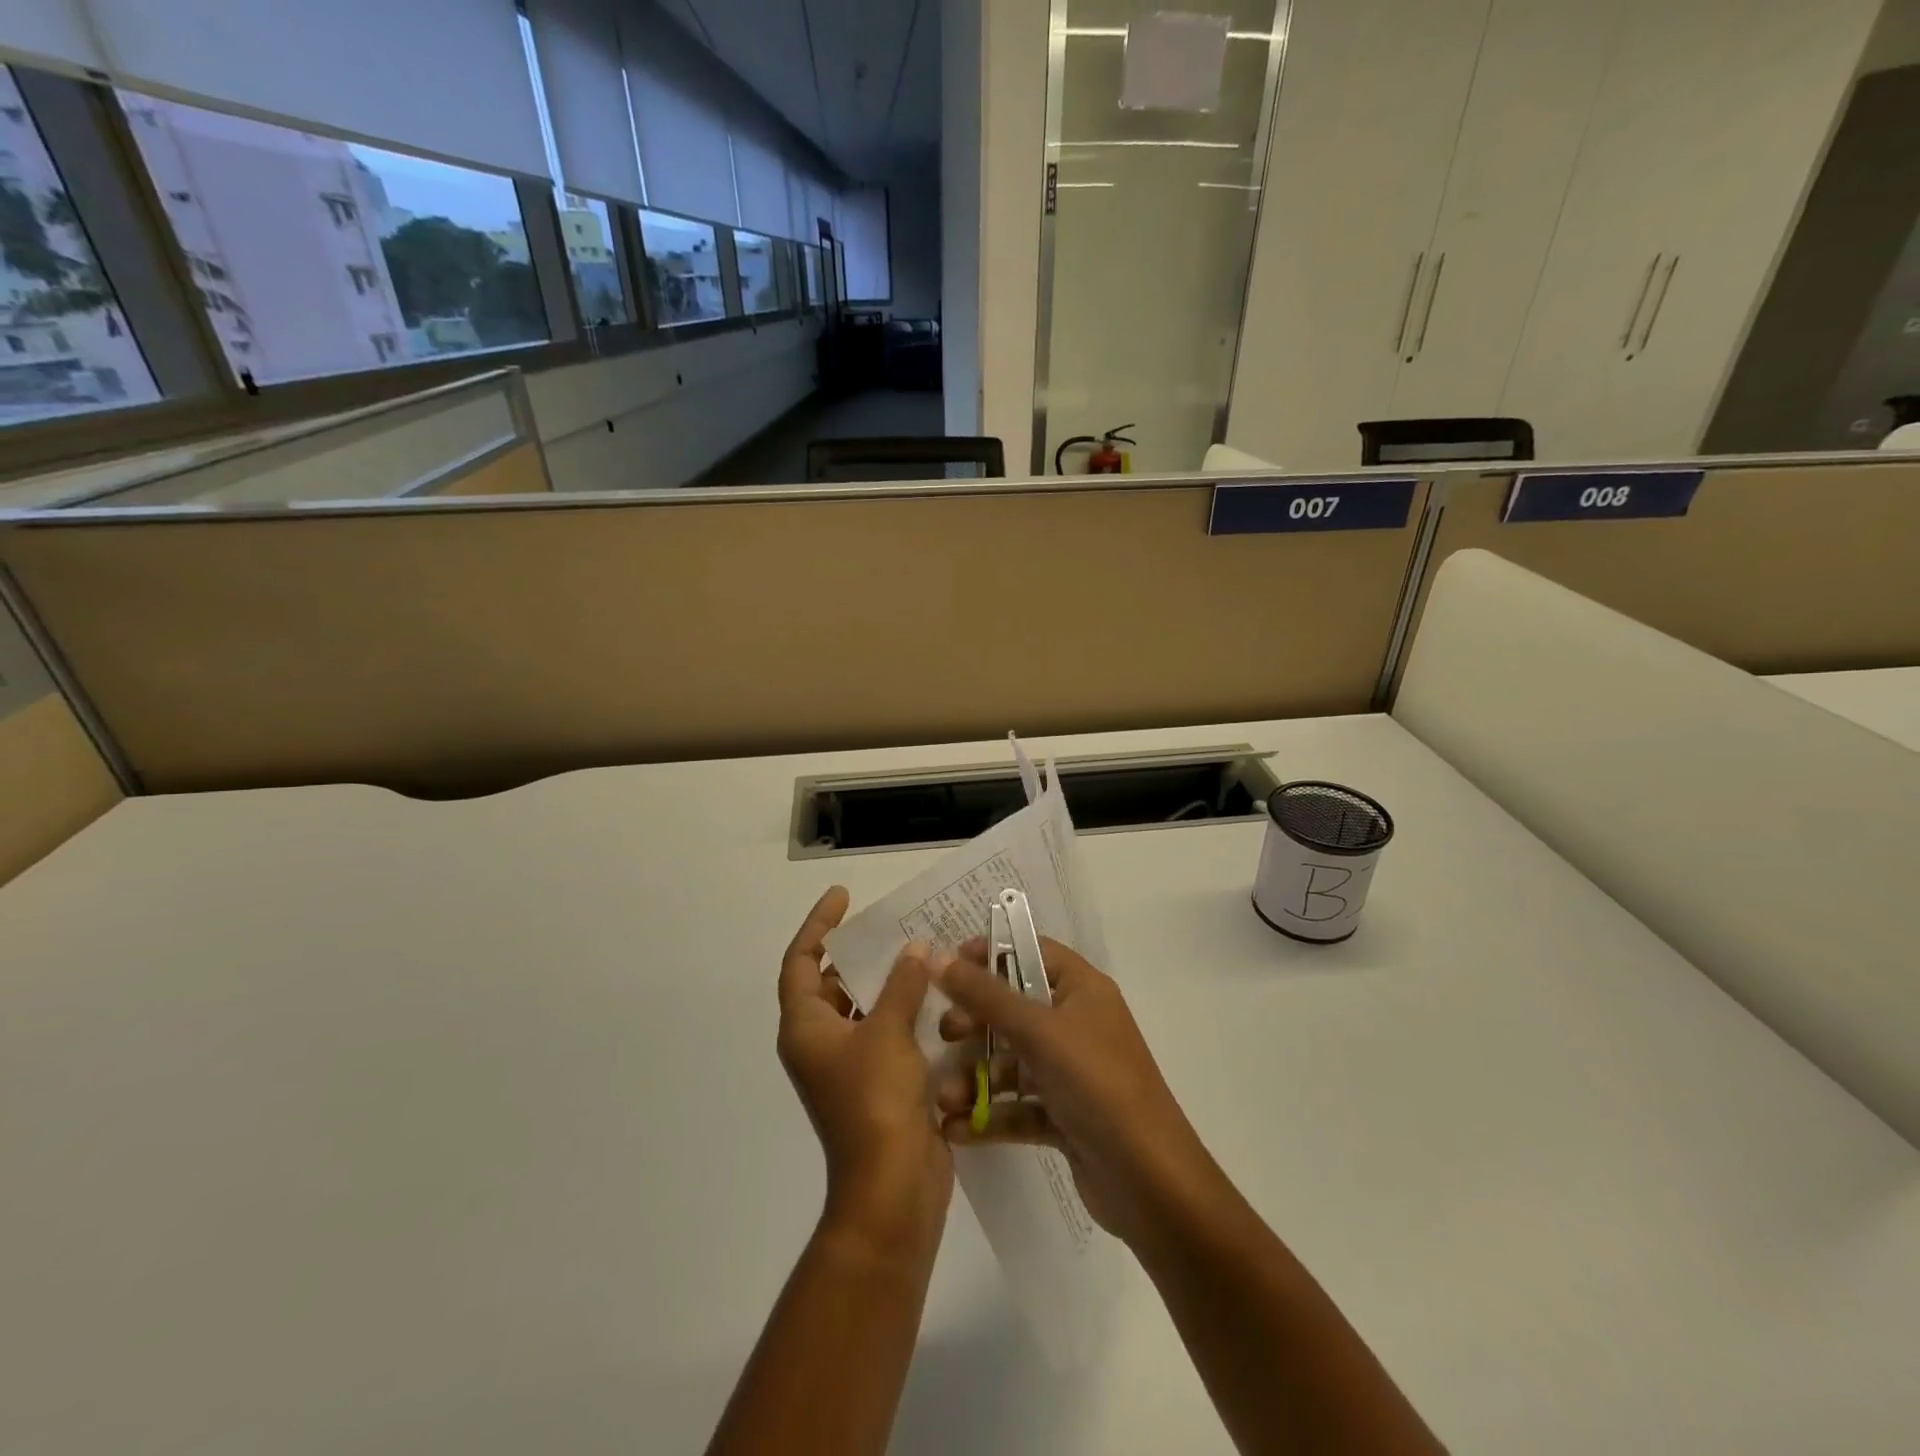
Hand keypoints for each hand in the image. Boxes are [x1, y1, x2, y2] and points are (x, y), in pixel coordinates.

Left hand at [778, 886, 952, 1255]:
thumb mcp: (889, 1032)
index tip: (843, 897)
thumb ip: (901, 984)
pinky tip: (934, 997)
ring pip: (860, 1009)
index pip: (799, 962)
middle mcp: (818, 1043)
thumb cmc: (876, 1102)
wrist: (891, 1188)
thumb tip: (913, 950)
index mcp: (805, 1028)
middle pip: (828, 984)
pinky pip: (884, 1032)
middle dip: (855, 954)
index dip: (818, 926)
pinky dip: (902, 1011)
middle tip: (888, 925)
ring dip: (884, 982)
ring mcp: (846, 1066)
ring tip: (917, 953)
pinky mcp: (875, 1084)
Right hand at [932, 937, 1224, 1251]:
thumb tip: (936, 956)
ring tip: (944, 1097)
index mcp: (1082, 989)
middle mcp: (1077, 1023)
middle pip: (1015, 1007)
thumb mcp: (1038, 1031)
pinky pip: (1019, 1104)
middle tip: (945, 1034)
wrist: (1150, 1181)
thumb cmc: (1096, 1083)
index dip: (990, 953)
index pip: (1031, 952)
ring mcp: (1072, 1071)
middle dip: (976, 1021)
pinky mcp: (1065, 1115)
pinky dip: (990, 1114)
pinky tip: (956, 1129)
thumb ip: (985, 994)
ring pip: (1013, 1060)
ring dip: (975, 1076)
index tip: (949, 966)